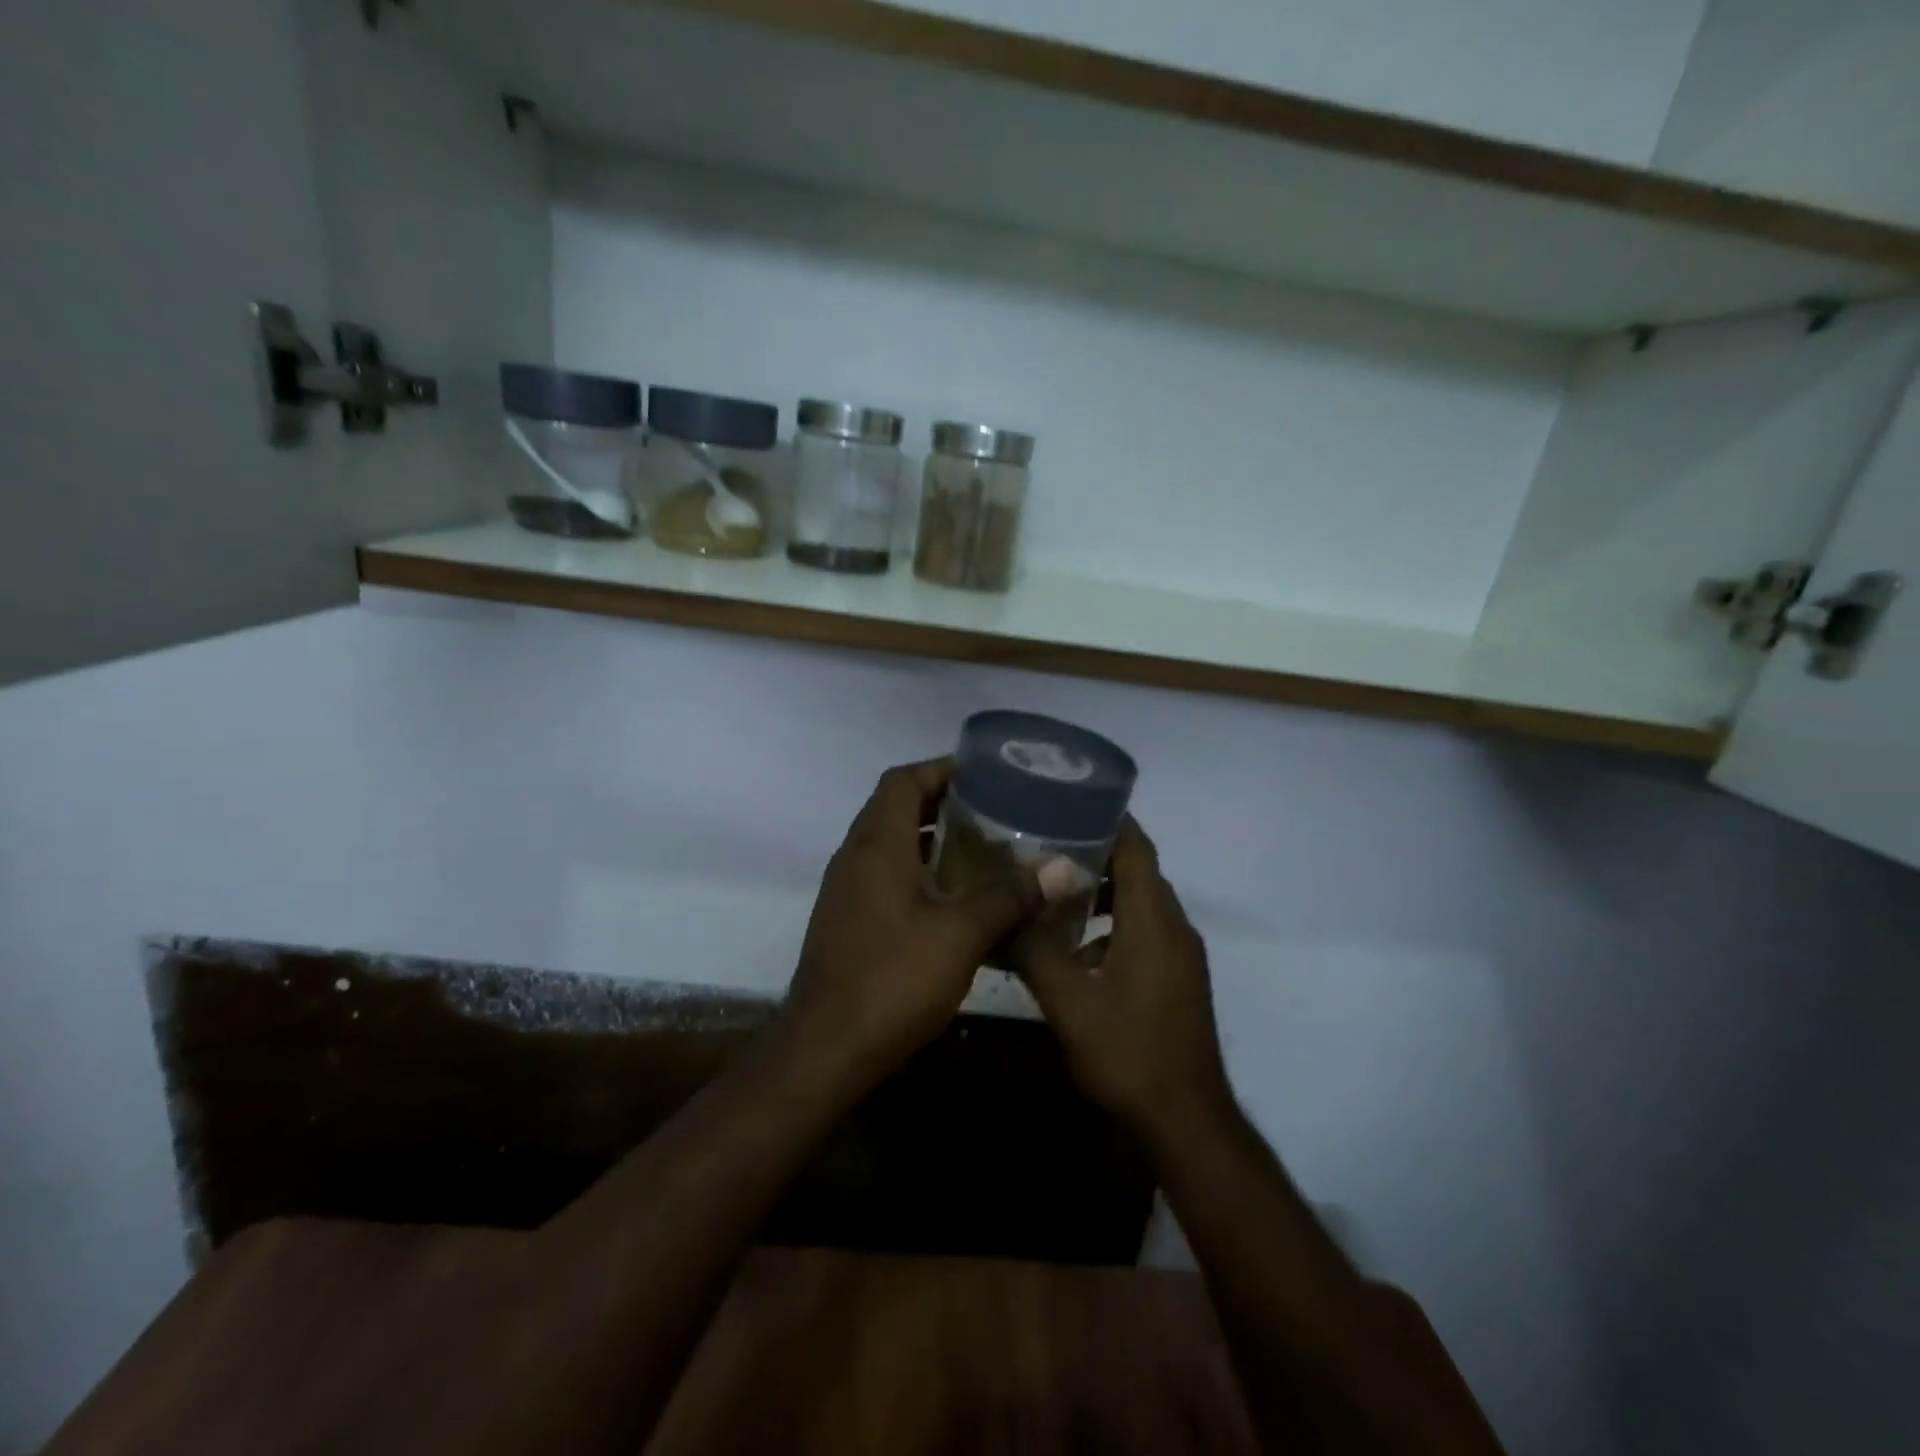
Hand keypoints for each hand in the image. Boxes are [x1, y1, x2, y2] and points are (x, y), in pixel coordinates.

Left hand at [781, 758, 1038, 1084]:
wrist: (825, 1051)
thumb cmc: (892, 981)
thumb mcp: (962, 935)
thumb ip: (1011, 896)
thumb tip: (1064, 867)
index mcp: (877, 846)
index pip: (903, 781)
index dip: (941, 768)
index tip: (984, 773)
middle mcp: (856, 858)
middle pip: (896, 807)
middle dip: (943, 802)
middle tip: (994, 809)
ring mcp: (847, 891)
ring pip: (891, 844)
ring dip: (931, 838)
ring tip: (983, 848)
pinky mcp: (848, 921)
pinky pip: (885, 876)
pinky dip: (919, 872)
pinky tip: (956, 899)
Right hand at [1012, 818, 1234, 1141]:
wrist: (1186, 1122)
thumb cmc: (1129, 1055)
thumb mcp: (1069, 1003)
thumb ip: (1035, 950)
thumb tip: (1004, 909)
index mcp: (1154, 921)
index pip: (1136, 848)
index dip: (1108, 819)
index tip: (1068, 800)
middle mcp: (1174, 928)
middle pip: (1138, 871)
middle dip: (1095, 852)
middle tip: (1044, 842)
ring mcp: (1180, 955)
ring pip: (1140, 904)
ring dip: (1103, 891)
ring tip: (1053, 889)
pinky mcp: (1177, 978)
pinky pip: (1145, 931)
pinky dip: (1112, 924)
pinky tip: (1074, 948)